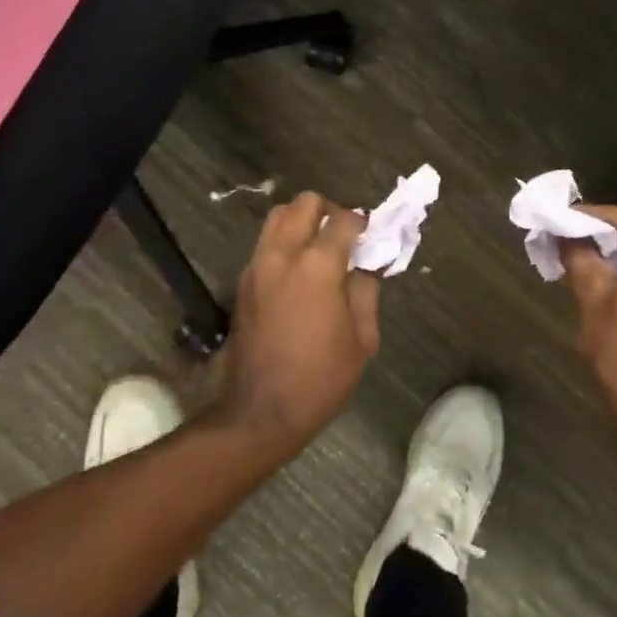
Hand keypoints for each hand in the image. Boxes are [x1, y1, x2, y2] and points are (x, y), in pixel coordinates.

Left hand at [216, 192, 381, 447]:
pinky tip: (300, 273)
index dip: (363, 222)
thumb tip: (367, 264)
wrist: (260, 413)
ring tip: (320, 250)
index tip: (373, 236)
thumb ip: (366, 290)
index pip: (344, 220)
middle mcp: (282, 255)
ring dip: (302, 222)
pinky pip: (266, 244)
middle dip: (329, 211)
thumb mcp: (362, 337)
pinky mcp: (243, 282)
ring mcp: (257, 266)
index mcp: (317, 266)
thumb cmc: (320, 378)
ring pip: (278, 217)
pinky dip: (285, 243)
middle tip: (345, 237)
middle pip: (304, 204)